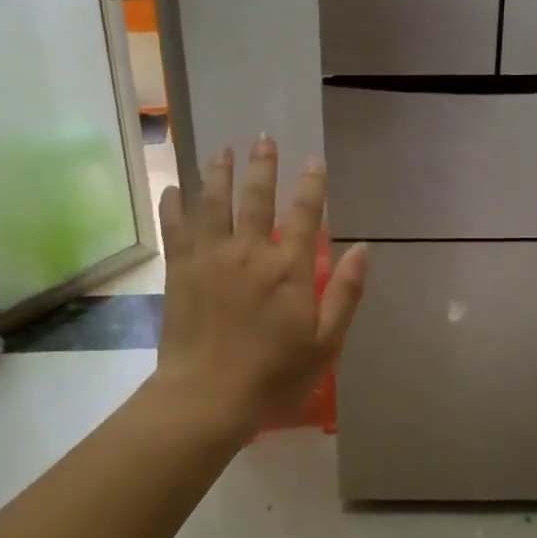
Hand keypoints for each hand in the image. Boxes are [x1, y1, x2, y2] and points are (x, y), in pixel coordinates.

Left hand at [154, 136, 368, 438]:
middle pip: (256, 197)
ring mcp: (210, 257)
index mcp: (289, 268)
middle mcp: (250, 251)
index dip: (312, 184)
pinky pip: (175, 227)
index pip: (306, 214)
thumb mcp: (325, 343)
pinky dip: (174, 204)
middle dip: (262, 166)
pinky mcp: (180, 270)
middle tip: (262, 139)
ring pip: (213, 202)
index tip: (314, 159)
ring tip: (221, 150)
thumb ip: (345, 293)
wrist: (206, 398)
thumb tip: (364, 248)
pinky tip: (172, 188)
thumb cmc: (273, 376)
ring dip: (219, 173)